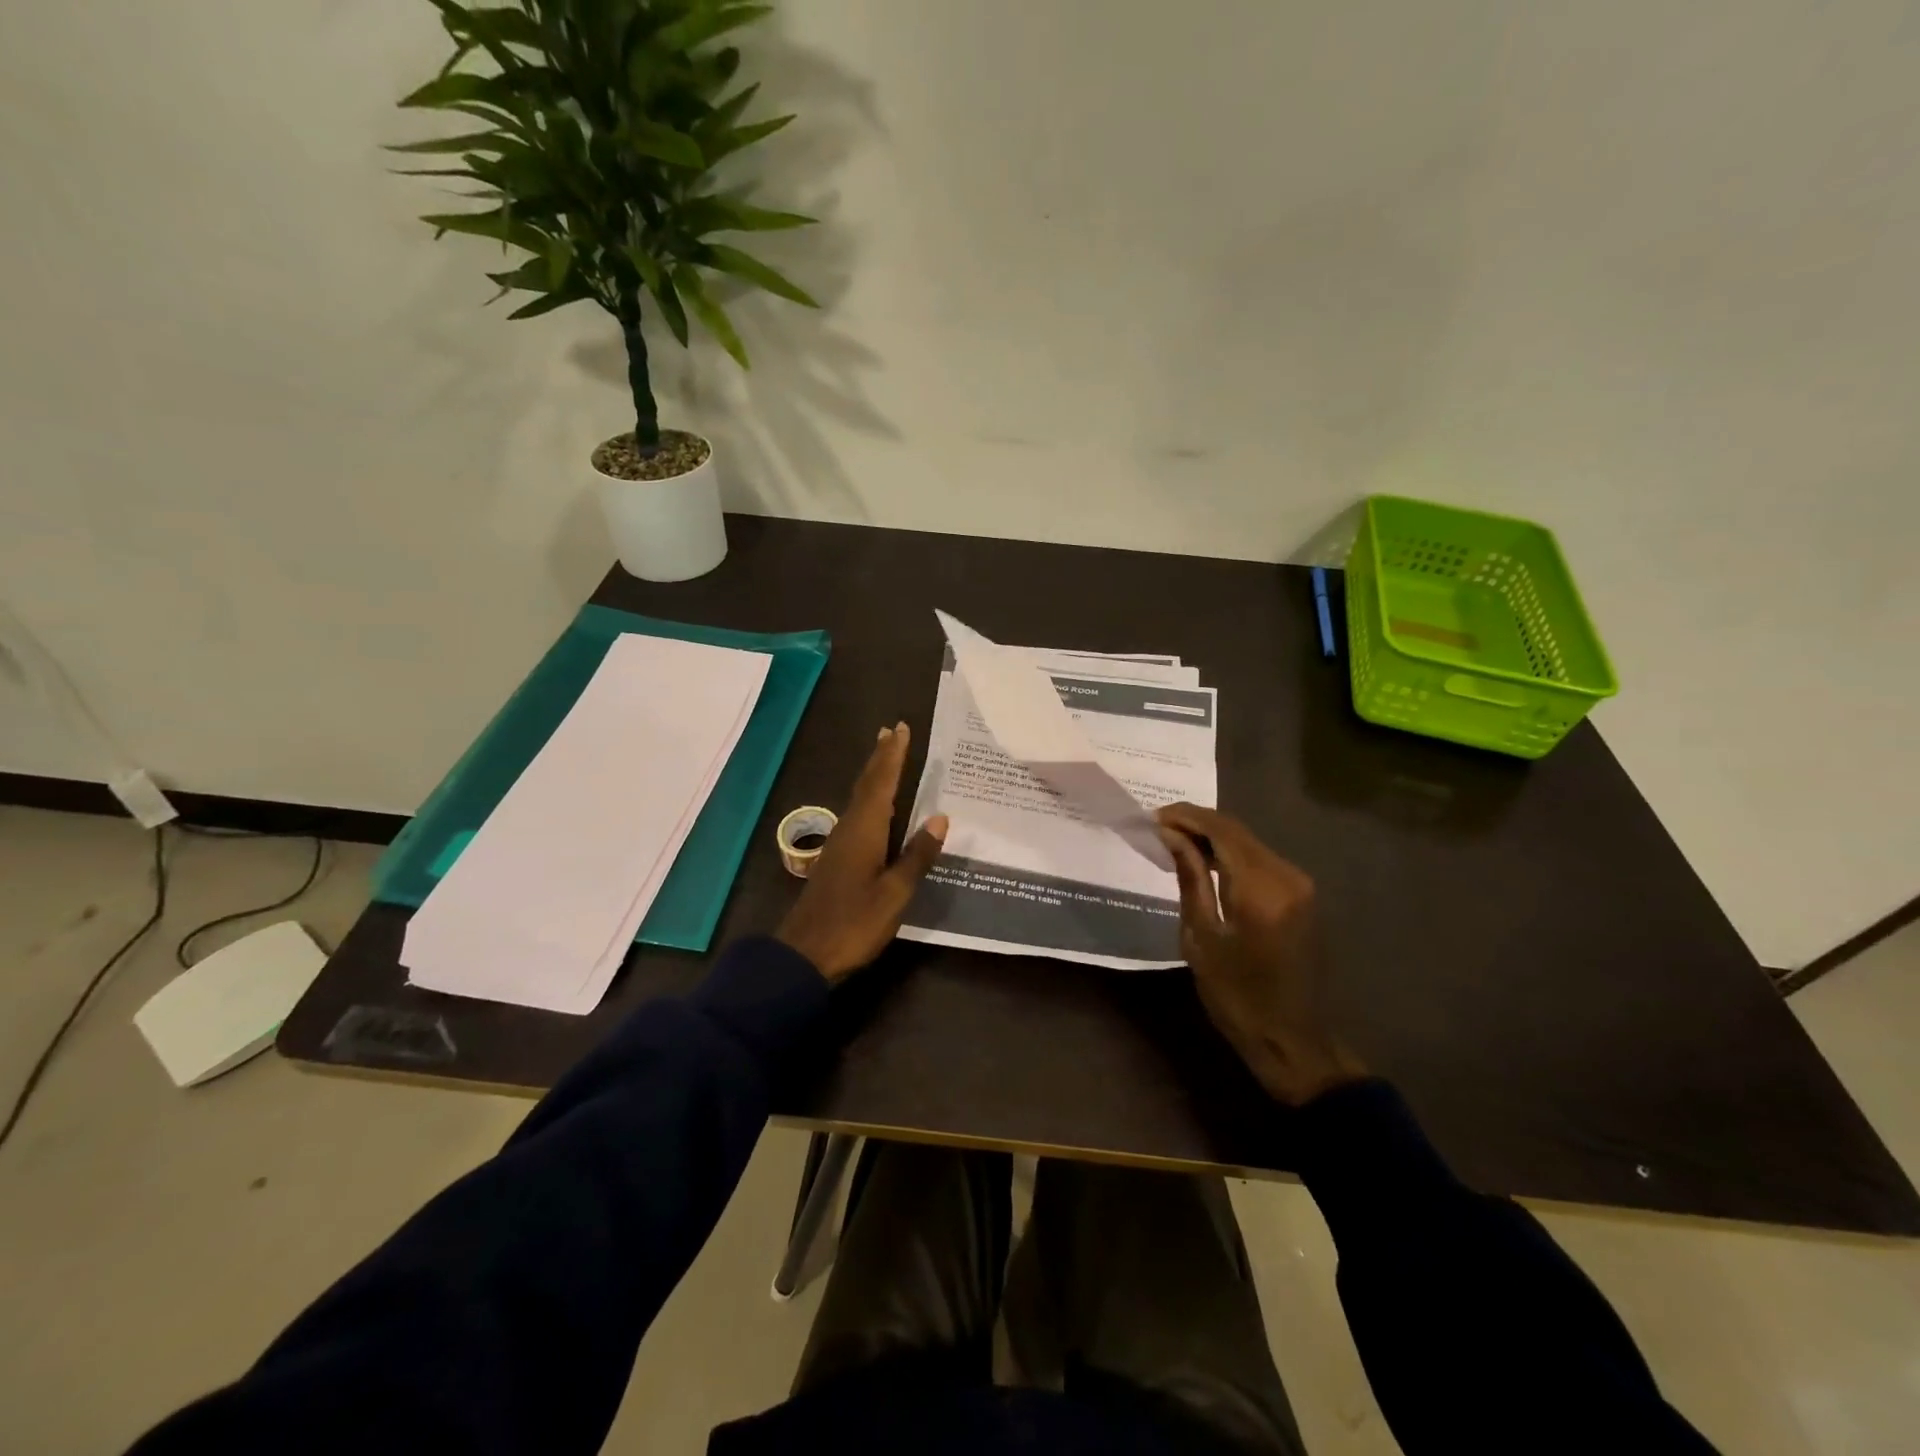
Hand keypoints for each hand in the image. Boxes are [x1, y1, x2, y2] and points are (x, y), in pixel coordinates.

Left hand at [776, 722, 948, 982]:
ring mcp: (839, 845)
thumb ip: (917, 856)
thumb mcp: (895, 893)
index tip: (900, 728)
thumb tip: (940, 818)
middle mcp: (850, 829)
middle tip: (890, 732)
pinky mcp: (836, 861)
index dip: (892, 756)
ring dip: (873, 776)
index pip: (882, 783)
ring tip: (884, 758)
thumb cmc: (854, 923)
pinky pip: (857, 816)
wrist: (805, 955)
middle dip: (880, 758)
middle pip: (866, 785)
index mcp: (865, 831)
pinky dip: (869, 800)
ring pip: (859, 799)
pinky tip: (875, 809)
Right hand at [1156, 803, 1364, 1105]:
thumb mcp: (1201, 938)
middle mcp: (1287, 876)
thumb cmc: (1236, 996)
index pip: (1221, 830)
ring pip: (1248, 841)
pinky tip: (1204, 860)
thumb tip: (1171, 836)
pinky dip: (1230, 853)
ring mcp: (1299, 883)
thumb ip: (1190, 879)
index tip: (1151, 818)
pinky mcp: (1301, 894)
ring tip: (1173, 841)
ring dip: (1212, 836)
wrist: (1290, 1038)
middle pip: (1236, 830)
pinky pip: (1260, 858)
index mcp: (1261, 889)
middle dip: (1196, 822)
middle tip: (1157, 827)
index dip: (1185, 817)